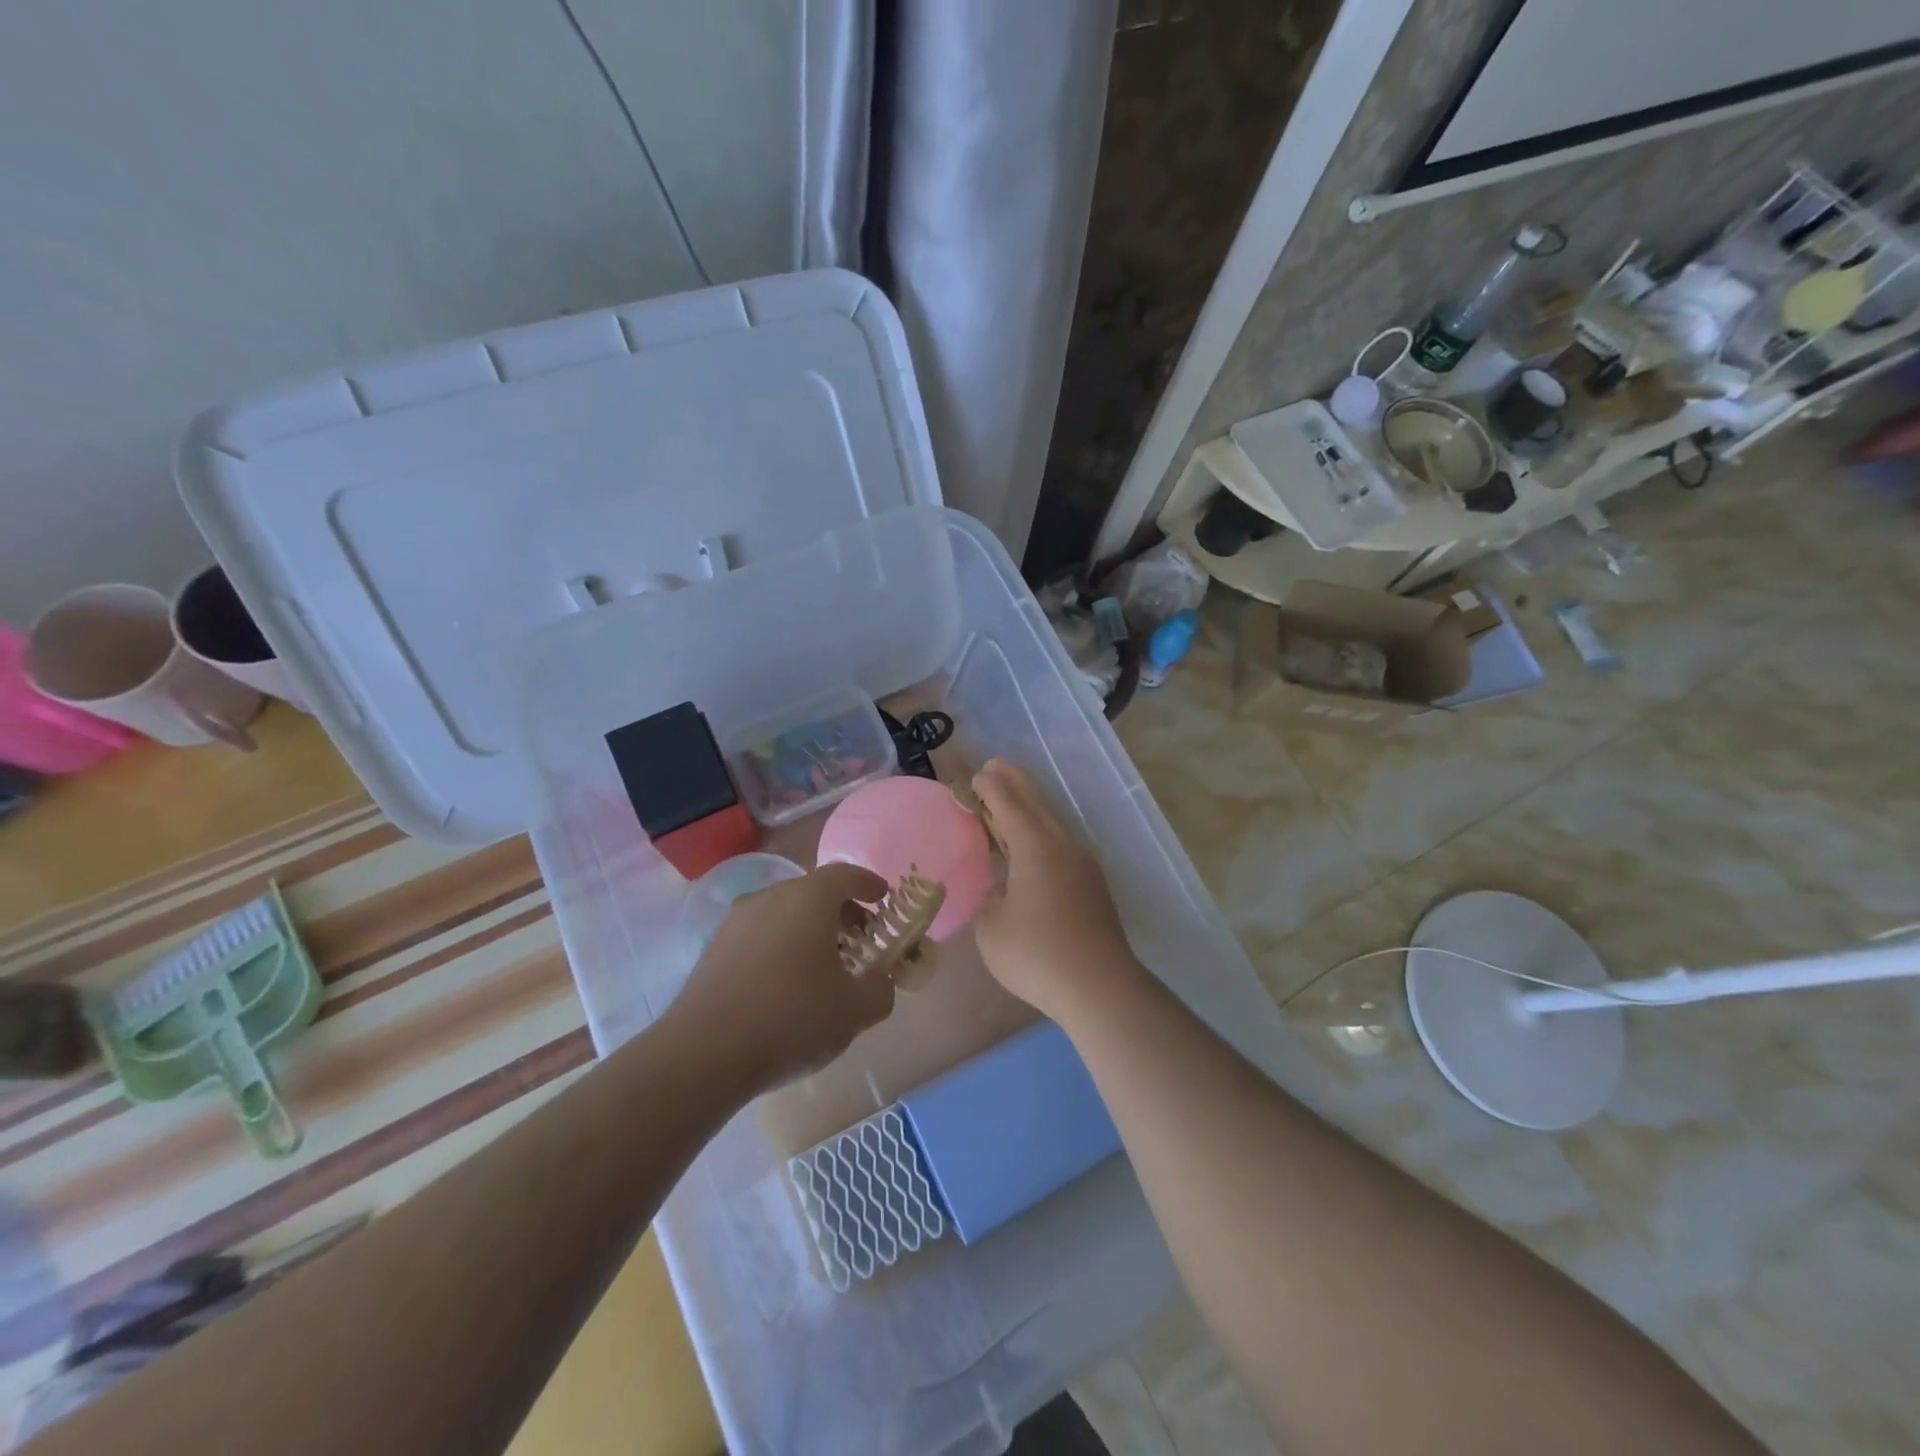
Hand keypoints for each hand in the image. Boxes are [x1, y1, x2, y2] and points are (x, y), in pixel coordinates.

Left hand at [672, 863, 896, 1094]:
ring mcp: (736, 921)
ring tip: (824, 967)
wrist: (704, 1053)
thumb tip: (880, 983)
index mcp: (808, 899)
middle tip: (859, 940)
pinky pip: (759, 935)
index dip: (868, 884)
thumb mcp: (854, 1010)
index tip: (882, 897)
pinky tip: (787, 984)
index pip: (845, 875)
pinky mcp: (714, 948)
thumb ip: (880, 990)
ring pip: (784, 913)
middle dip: (841, 912)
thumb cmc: (791, 1018)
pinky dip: (781, 946)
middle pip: (813, 892)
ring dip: (809, 930)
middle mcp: (770, 897)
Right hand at [970, 759, 1141, 1019]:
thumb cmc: (1036, 953)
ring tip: (1008, 805)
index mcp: (1034, 844)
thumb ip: (989, 897)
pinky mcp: (1092, 883)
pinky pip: (1060, 843)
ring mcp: (1082, 862)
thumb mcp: (991, 927)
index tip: (973, 776)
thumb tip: (1000, 889)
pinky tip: (1031, 848)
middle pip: (1035, 801)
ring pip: (1051, 821)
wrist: (1099, 985)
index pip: (1007, 802)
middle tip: (992, 769)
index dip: (988, 786)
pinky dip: (1040, 832)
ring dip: (1028, 808)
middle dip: (1013, 782)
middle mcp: (1062, 843)